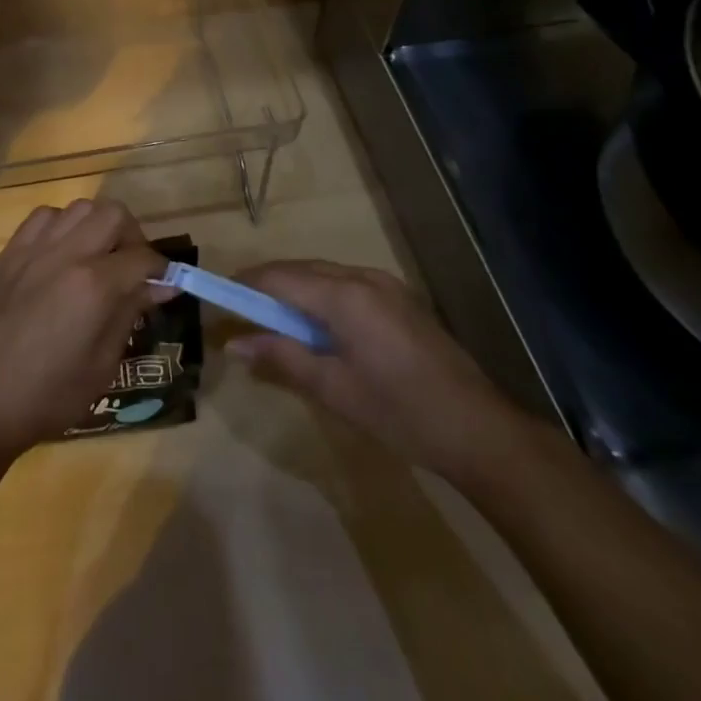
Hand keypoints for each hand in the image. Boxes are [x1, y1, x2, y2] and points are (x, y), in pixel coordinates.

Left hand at [0, 199, 167, 459]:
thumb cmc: (49, 396)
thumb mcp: (102, 364)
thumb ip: (130, 314)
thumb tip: (161, 286)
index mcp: (94, 285)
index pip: (143, 258)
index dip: (162, 270)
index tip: (165, 286)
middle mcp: (66, 254)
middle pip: (114, 214)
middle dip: (132, 237)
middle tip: (132, 269)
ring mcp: (34, 248)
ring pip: (79, 208)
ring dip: (97, 226)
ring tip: (97, 258)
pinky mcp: (10, 252)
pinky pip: (43, 217)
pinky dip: (61, 226)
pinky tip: (60, 254)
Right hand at [229, 260, 533, 483]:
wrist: (481, 430)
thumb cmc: (400, 413)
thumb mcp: (333, 389)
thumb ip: (281, 358)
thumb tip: (233, 344)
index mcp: (343, 296)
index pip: (278, 278)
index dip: (244, 285)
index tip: (219, 299)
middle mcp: (362, 277)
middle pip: (299, 270)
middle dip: (266, 286)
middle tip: (241, 314)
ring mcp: (385, 284)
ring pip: (322, 274)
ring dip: (293, 290)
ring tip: (273, 322)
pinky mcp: (399, 297)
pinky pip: (345, 283)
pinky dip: (320, 295)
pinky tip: (317, 325)